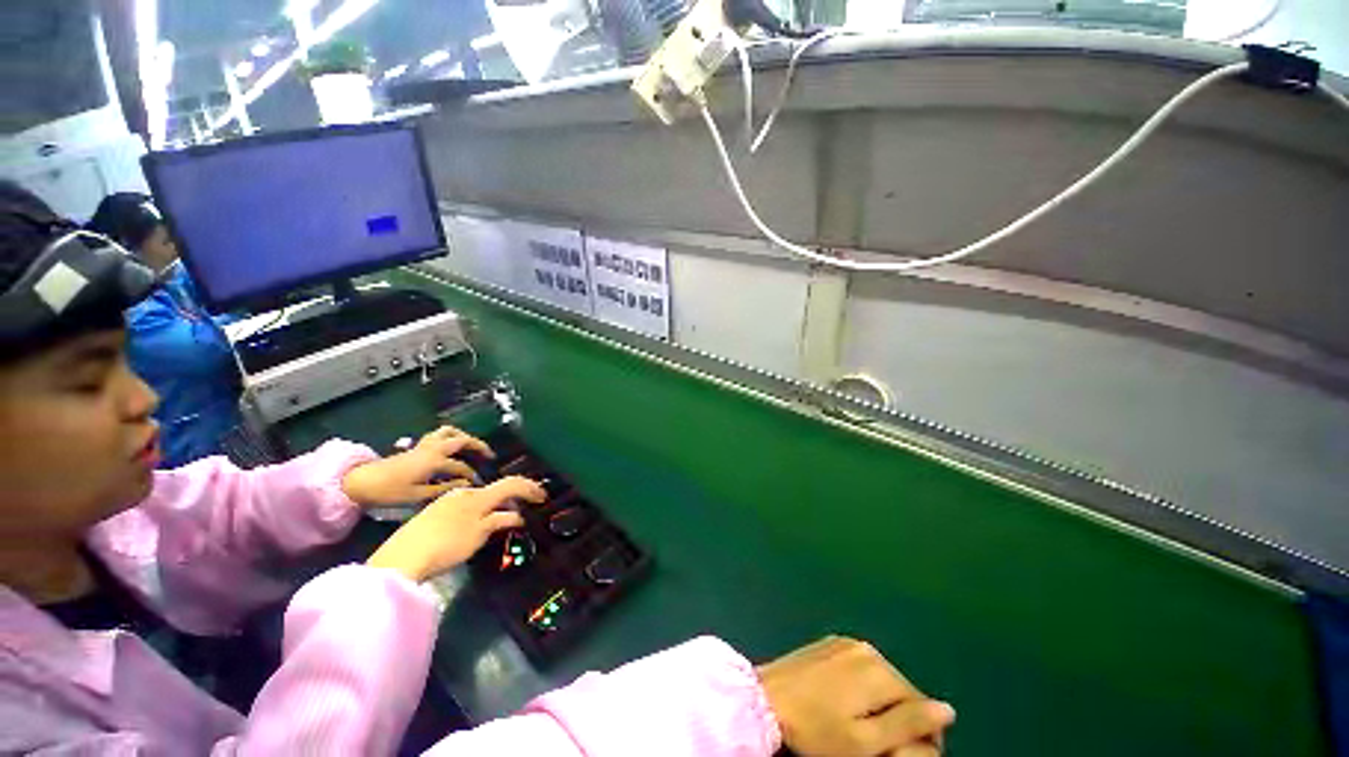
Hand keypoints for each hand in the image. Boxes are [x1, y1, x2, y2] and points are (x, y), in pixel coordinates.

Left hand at [341, 426, 492, 507]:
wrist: (360, 481)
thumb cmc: (389, 491)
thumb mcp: (417, 496)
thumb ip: (443, 489)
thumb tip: (465, 485)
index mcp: (435, 461)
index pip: (461, 467)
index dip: (472, 476)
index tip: (479, 484)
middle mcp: (433, 448)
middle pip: (462, 440)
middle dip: (478, 446)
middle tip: (488, 455)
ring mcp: (425, 445)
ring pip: (449, 431)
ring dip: (463, 436)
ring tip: (471, 446)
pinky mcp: (417, 445)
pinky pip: (438, 434)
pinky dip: (449, 436)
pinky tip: (450, 446)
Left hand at [366, 477, 545, 582]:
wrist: (401, 557)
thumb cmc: (445, 545)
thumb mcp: (478, 535)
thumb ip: (499, 521)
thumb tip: (517, 516)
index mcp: (478, 495)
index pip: (512, 484)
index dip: (530, 489)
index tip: (543, 497)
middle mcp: (464, 492)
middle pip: (496, 489)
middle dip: (514, 496)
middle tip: (525, 508)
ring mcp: (447, 500)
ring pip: (481, 496)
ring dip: (496, 503)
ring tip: (503, 517)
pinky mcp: (435, 511)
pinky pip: (467, 504)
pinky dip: (480, 509)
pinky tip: (477, 523)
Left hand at [759, 636, 954, 756]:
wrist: (765, 701)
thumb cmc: (817, 731)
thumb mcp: (867, 742)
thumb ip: (909, 724)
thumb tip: (948, 709)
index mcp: (879, 669)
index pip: (921, 705)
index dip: (919, 736)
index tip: (898, 754)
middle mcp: (865, 648)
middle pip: (900, 689)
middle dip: (898, 718)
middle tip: (876, 744)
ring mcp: (843, 642)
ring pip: (879, 678)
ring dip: (879, 703)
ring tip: (856, 726)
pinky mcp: (827, 644)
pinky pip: (857, 667)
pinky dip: (859, 688)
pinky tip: (840, 704)